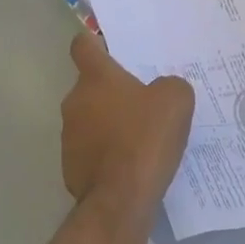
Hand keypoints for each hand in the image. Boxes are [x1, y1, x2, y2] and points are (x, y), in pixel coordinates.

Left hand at [61, 32, 194, 224]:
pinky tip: (129, 165)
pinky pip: (89, 150)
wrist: (120, 200)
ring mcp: (68, 136)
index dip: (94, 43)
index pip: (83, 46)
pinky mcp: (70, 167)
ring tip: (138, 138)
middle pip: (90, 86)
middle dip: (112, 92)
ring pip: (89, 119)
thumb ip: (170, 85)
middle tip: (142, 102)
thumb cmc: (145, 139)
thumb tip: (162, 90)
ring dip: (107, 123)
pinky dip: (105, 154)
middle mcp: (75, 101)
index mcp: (96, 78)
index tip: (109, 49)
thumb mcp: (175, 101)